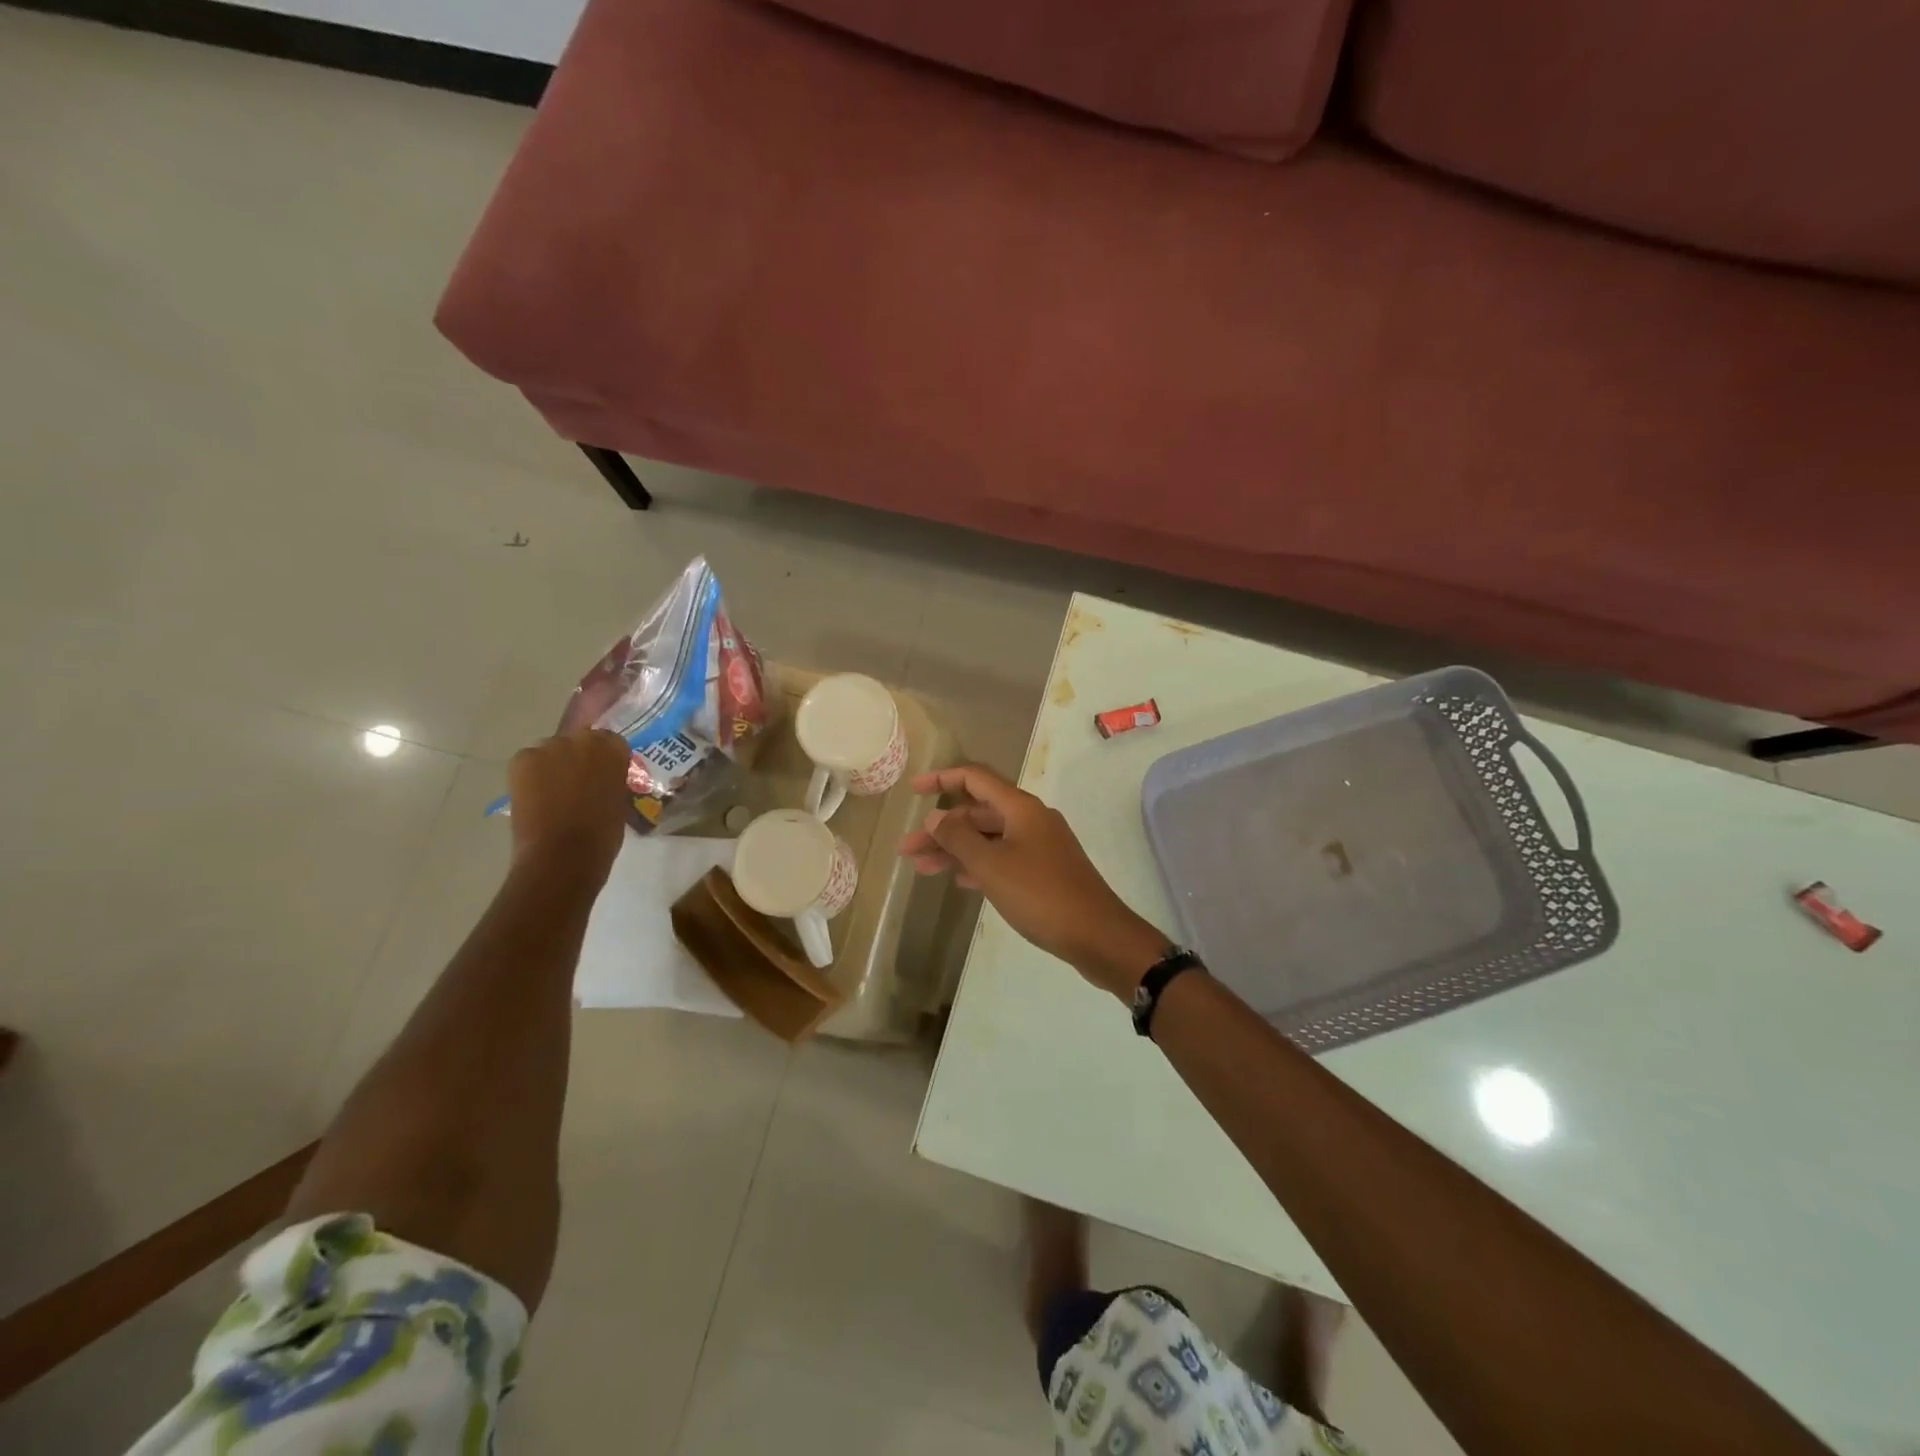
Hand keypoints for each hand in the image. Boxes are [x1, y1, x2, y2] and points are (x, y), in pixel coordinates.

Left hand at [506, 728, 632, 884]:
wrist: (563, 854)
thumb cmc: (603, 833)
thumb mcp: (620, 801)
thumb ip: (611, 781)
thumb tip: (602, 780)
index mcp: (613, 748)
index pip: (611, 742)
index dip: (605, 760)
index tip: (604, 776)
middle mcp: (582, 739)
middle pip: (579, 742)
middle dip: (579, 759)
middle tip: (579, 785)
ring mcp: (549, 748)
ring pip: (552, 751)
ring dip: (554, 765)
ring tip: (553, 794)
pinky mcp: (522, 761)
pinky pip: (530, 762)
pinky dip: (531, 775)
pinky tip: (535, 797)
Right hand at [900, 764, 1167, 998]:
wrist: (1098, 935)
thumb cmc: (1041, 895)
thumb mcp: (992, 866)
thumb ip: (959, 838)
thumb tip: (935, 816)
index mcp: (1021, 808)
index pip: (975, 778)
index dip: (942, 779)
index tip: (913, 790)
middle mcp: (1031, 819)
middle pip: (978, 812)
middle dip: (942, 828)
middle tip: (908, 849)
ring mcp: (1040, 846)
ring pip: (989, 838)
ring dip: (956, 849)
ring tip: (922, 868)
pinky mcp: (1045, 871)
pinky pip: (1003, 857)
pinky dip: (978, 864)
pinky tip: (959, 881)